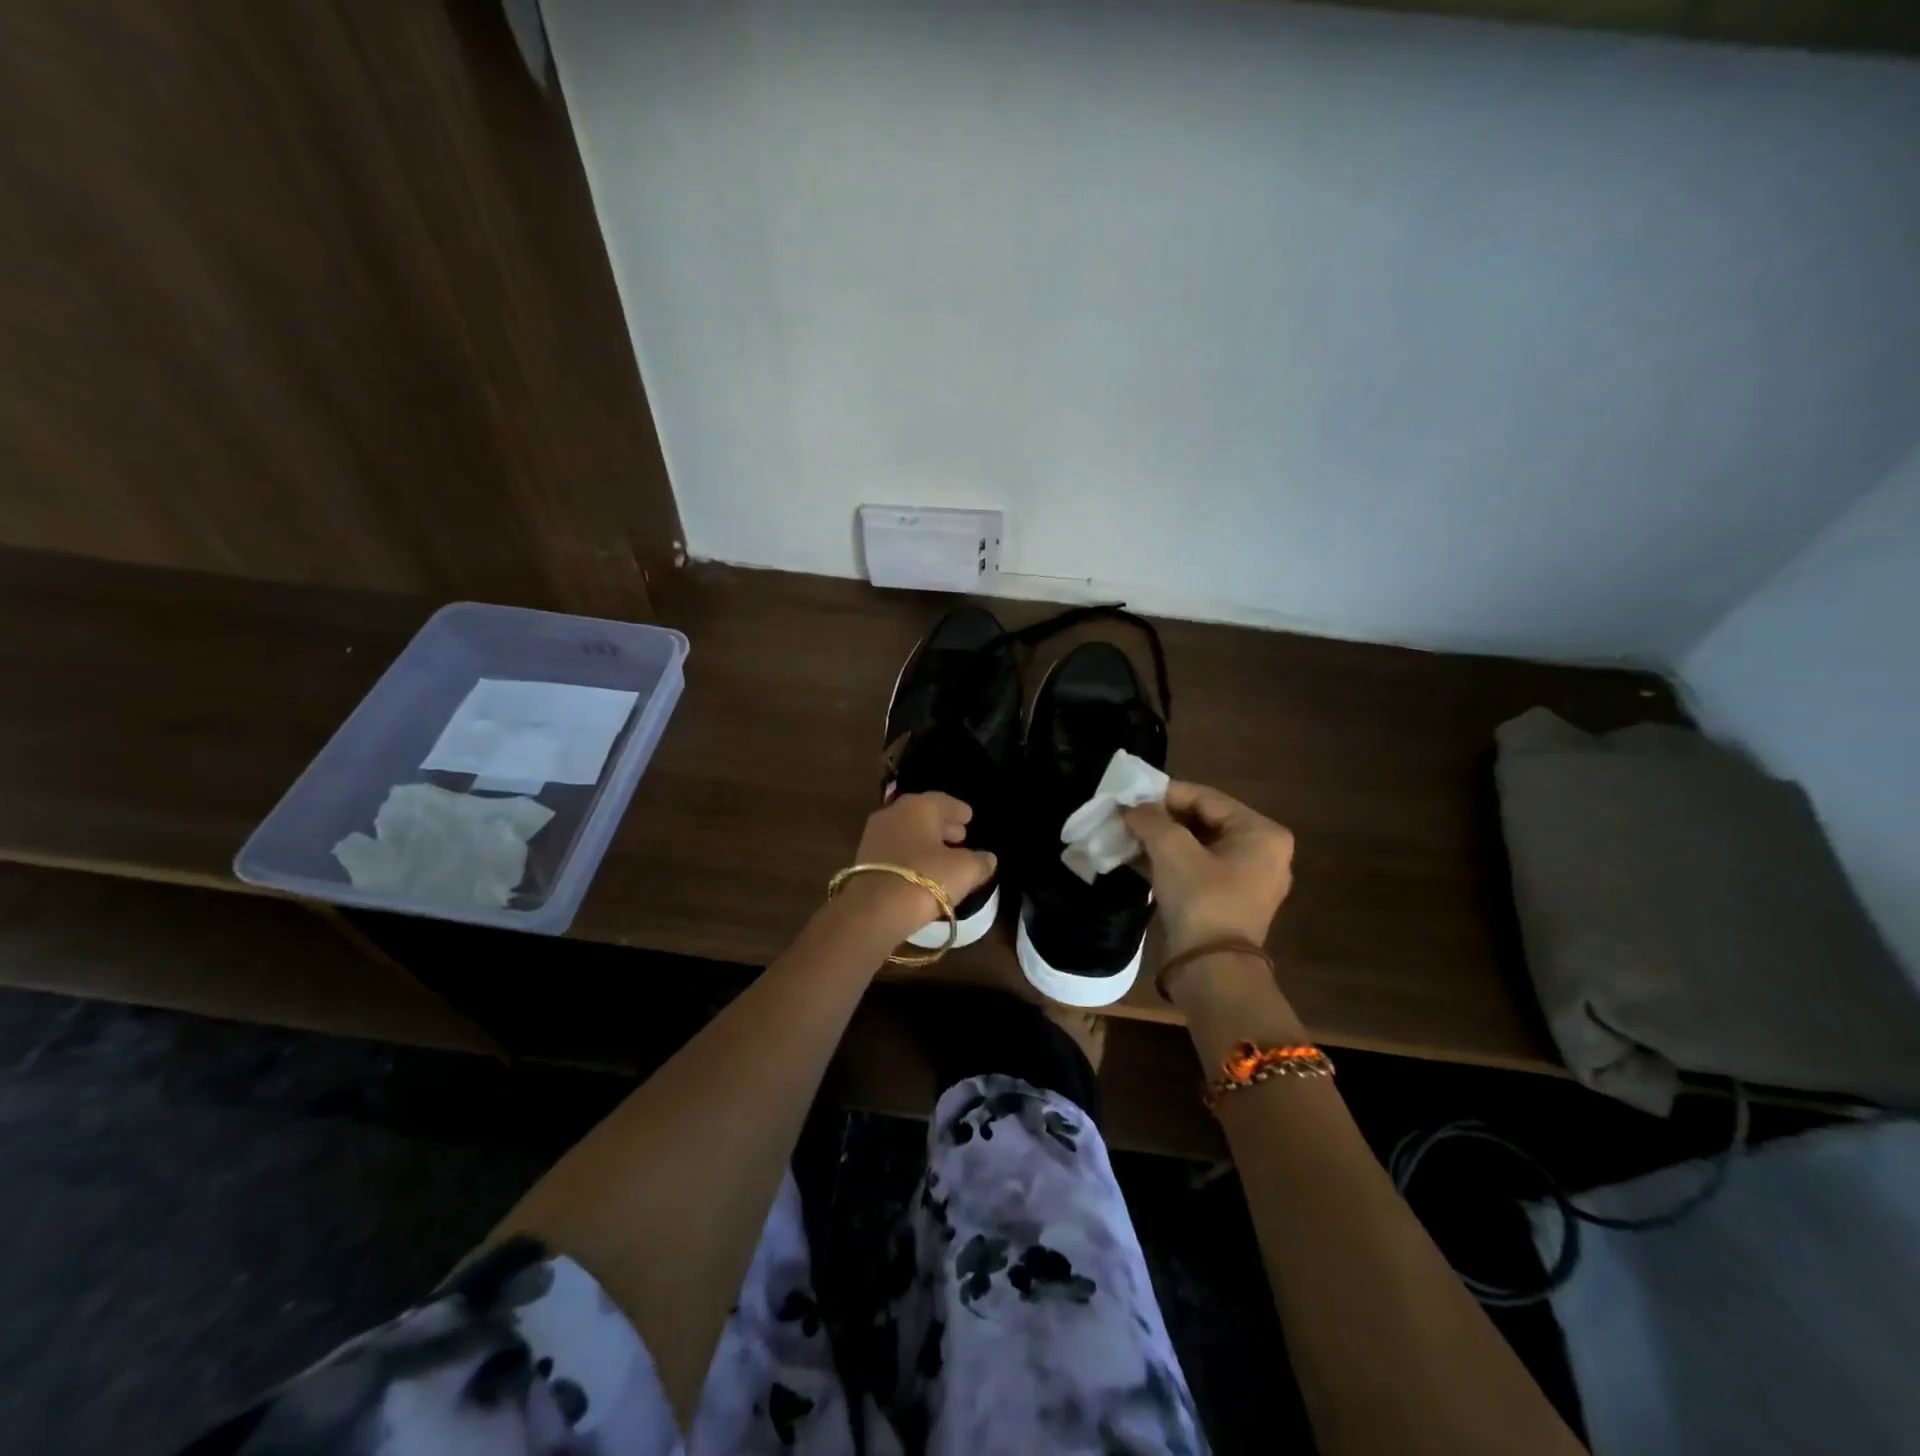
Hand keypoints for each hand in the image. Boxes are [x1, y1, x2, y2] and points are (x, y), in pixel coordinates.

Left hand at [842, 792, 997, 941]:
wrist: (875, 909)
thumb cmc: (927, 879)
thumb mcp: (965, 870)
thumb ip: (980, 861)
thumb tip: (988, 858)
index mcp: (918, 806)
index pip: (942, 801)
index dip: (958, 810)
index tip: (969, 817)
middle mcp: (893, 814)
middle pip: (922, 815)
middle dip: (942, 825)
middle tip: (960, 836)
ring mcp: (874, 836)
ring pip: (906, 832)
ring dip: (925, 841)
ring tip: (943, 856)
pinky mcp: (864, 859)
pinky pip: (895, 850)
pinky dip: (910, 855)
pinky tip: (922, 871)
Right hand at [1123, 781, 1293, 953]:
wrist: (1211, 971)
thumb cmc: (1201, 900)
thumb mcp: (1172, 850)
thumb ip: (1150, 819)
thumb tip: (1131, 806)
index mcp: (1261, 833)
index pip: (1206, 798)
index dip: (1164, 794)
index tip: (1129, 795)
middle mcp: (1262, 852)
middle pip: (1202, 820)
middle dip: (1160, 818)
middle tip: (1125, 814)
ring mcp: (1246, 879)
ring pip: (1196, 845)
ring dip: (1159, 840)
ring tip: (1125, 834)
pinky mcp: (1227, 901)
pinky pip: (1196, 868)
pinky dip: (1167, 861)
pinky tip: (1134, 857)